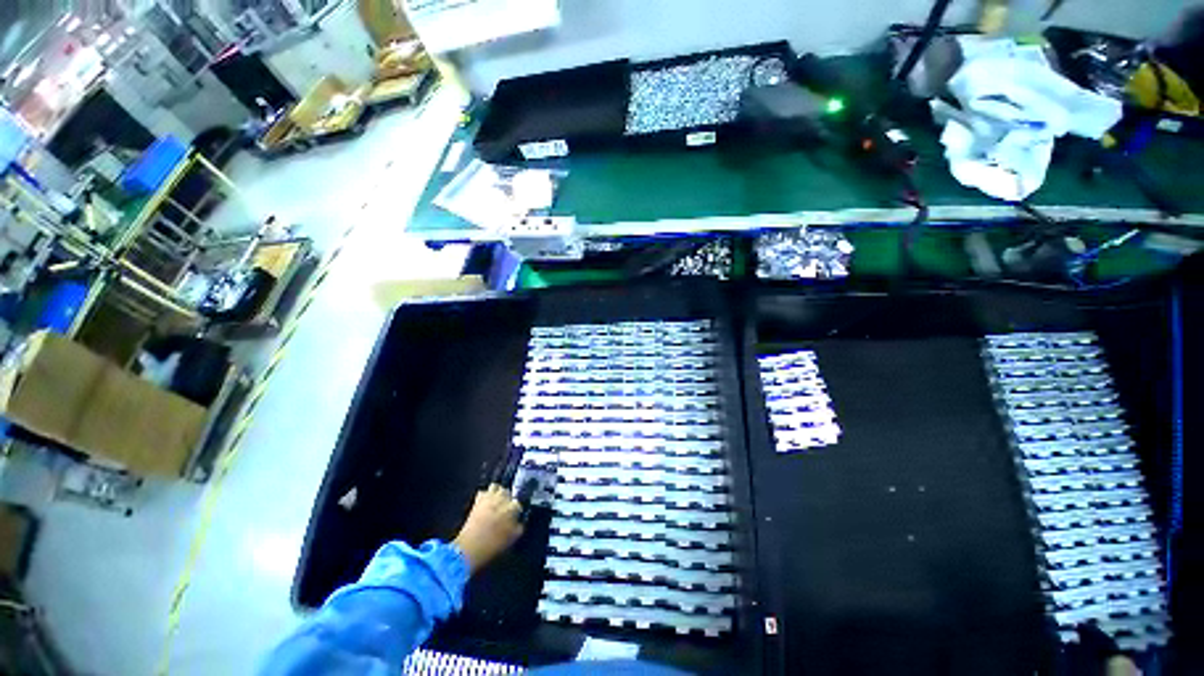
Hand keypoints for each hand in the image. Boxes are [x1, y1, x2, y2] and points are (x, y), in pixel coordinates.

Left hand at [452, 485, 523, 573]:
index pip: (518, 504)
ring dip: (496, 493)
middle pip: (507, 492)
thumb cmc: (494, 544)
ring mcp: (489, 497)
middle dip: (507, 499)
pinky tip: (484, 504)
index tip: (513, 517)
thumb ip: (519, 526)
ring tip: (495, 502)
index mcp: (513, 507)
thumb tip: (519, 521)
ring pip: (496, 487)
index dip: (516, 511)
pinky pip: (483, 492)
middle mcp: (503, 498)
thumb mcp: (513, 538)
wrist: (470, 547)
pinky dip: (484, 496)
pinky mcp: (477, 500)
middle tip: (504, 509)